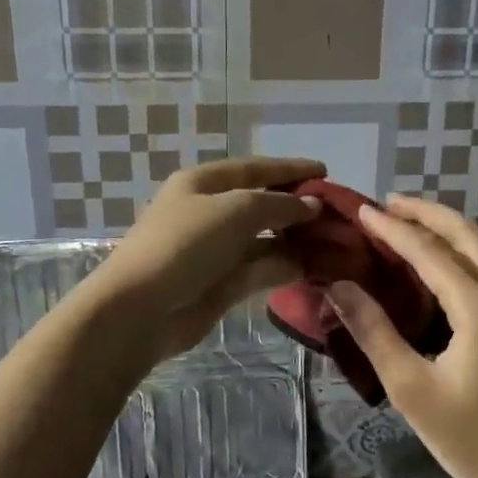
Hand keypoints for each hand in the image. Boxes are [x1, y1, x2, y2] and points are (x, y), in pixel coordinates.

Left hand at [82, 155, 323, 361]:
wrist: (140, 309)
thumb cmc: (184, 245)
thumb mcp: (234, 211)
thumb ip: (278, 205)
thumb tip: (313, 205)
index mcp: (203, 183)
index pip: (255, 169)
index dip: (290, 169)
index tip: (326, 171)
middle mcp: (210, 212)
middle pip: (261, 204)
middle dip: (297, 207)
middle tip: (336, 214)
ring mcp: (216, 250)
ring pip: (264, 239)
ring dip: (296, 240)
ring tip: (335, 242)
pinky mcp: (222, 284)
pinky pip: (261, 269)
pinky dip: (285, 267)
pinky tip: (314, 268)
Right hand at [325, 196, 477, 477]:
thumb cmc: (470, 439)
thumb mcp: (410, 388)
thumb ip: (373, 331)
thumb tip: (338, 286)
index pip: (428, 251)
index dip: (391, 228)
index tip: (360, 210)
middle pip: (467, 232)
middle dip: (426, 212)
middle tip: (386, 205)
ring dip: (451, 225)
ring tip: (413, 223)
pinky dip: (469, 246)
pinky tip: (448, 260)